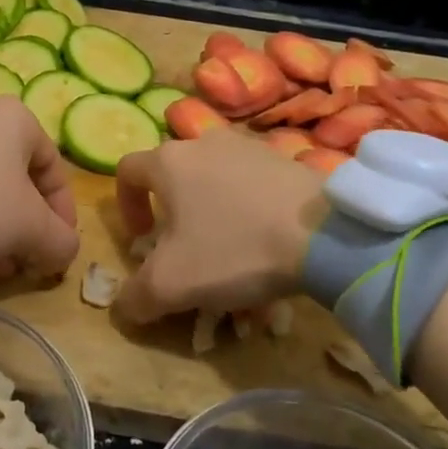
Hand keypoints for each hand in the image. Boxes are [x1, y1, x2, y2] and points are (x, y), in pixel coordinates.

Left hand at [0, 96, 79, 279]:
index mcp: (17, 117)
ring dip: (0, 225)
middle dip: (28, 224)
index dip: (63, 214)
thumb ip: (60, 241)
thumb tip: (64, 252)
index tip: (59, 248)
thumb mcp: (31, 228)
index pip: (55, 169)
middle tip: (28, 258)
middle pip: (19, 177)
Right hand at [114, 131, 325, 324]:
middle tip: (185, 250)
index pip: (127, 170)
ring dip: (211, 211)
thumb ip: (136, 296)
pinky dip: (246, 209)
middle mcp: (204, 142)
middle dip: (172, 212)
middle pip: (173, 174)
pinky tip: (264, 244)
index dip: (126, 205)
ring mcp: (247, 146)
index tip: (142, 240)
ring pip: (214, 178)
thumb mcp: (172, 284)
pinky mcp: (282, 159)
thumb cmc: (234, 249)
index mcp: (169, 162)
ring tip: (229, 253)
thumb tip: (124, 305)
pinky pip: (250, 183)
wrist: (323, 233)